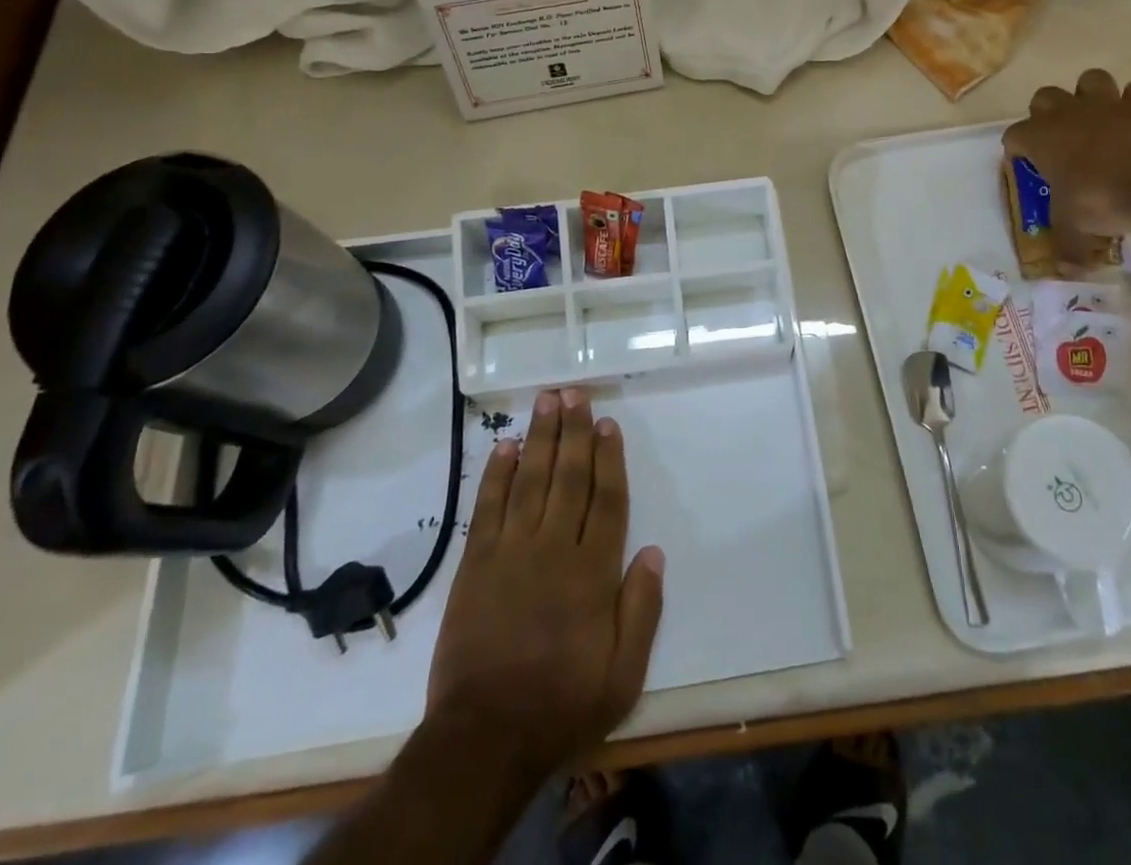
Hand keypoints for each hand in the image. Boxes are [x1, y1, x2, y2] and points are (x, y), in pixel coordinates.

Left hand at [424, 388, 664, 781]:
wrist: (484, 738)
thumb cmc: (562, 704)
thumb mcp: (623, 674)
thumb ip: (642, 609)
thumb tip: (654, 551)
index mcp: (593, 572)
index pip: (606, 499)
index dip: (609, 457)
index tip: (607, 423)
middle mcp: (554, 549)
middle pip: (568, 477)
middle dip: (573, 431)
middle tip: (573, 392)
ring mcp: (511, 553)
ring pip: (530, 481)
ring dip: (539, 438)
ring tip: (545, 401)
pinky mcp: (476, 565)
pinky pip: (488, 508)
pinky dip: (497, 475)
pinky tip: (505, 447)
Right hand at [1002, 70, 1130, 255]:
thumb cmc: (1103, 198)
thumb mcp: (1076, 230)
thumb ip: (1068, 247)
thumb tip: (1066, 272)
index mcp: (1040, 138)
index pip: (1014, 136)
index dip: (1018, 151)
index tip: (1027, 167)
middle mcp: (1068, 113)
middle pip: (1044, 97)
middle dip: (1047, 114)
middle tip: (1059, 142)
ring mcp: (1108, 104)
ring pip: (1089, 80)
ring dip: (1089, 97)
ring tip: (1097, 123)